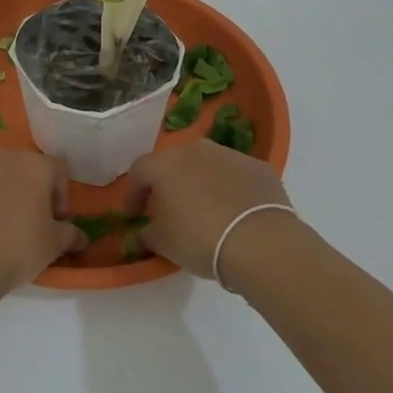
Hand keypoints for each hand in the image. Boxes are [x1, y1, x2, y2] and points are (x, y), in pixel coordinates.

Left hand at [0, 149, 81, 303]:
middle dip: (26, 191)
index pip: (57, 171)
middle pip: (21, 168)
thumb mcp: (52, 246)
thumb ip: (70, 234)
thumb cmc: (15, 250)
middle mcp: (0, 156)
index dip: (60, 196)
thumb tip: (79, 235)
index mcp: (33, 165)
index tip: (55, 221)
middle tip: (25, 222)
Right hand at [126, 141, 293, 279]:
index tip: (134, 214)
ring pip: (206, 165)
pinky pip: (234, 175)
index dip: (133, 193)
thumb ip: (146, 234)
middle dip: (168, 184)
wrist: (260, 241)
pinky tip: (233, 212)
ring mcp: (229, 154)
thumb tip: (141, 233)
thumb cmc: (199, 238)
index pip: (139, 171)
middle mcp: (195, 149)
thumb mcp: (162, 243)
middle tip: (168, 208)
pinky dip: (229, 188)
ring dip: (200, 183)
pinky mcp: (258, 166)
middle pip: (174, 163)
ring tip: (204, 210)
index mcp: (166, 164)